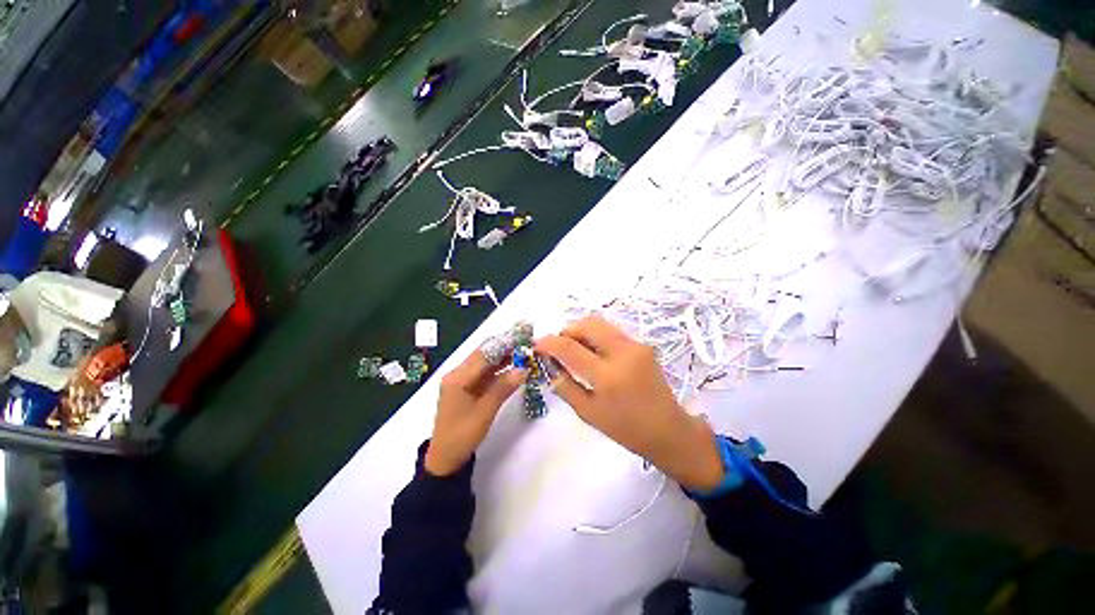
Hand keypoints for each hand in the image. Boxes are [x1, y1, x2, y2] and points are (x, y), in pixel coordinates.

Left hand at [425, 350, 525, 475]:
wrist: (446, 459)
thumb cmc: (462, 436)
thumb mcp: (484, 412)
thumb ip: (503, 388)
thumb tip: (524, 369)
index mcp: (458, 377)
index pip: (484, 353)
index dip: (504, 344)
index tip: (523, 337)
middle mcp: (459, 374)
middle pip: (485, 354)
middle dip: (506, 347)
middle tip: (527, 342)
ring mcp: (464, 380)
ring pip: (487, 363)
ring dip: (505, 357)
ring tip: (525, 351)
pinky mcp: (469, 388)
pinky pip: (486, 373)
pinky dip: (501, 369)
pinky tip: (515, 366)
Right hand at [536, 316, 724, 490]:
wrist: (667, 429)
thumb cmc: (625, 429)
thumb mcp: (588, 413)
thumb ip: (565, 386)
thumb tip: (549, 365)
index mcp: (607, 376)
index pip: (569, 348)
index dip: (549, 343)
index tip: (537, 345)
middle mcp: (622, 353)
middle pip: (586, 324)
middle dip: (566, 330)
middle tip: (558, 346)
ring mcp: (635, 345)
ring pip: (600, 323)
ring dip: (581, 330)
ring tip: (574, 347)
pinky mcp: (642, 345)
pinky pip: (611, 332)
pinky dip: (596, 336)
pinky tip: (593, 352)